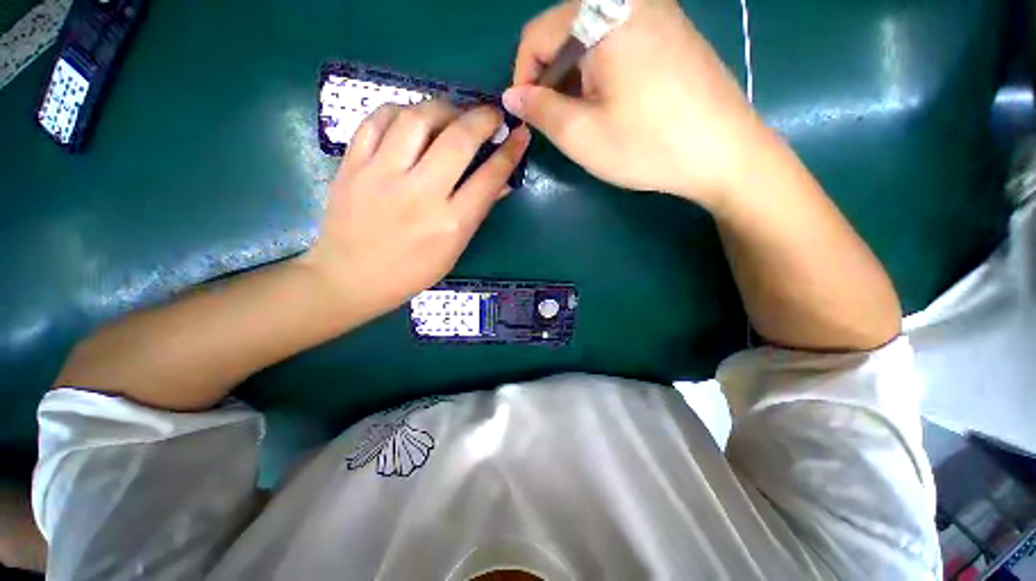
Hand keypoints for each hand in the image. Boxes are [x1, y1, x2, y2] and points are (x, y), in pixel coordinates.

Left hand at [306, 100, 530, 311]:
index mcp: (450, 224)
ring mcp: (382, 175)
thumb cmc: (411, 272)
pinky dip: (401, 110)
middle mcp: (420, 194)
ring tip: (452, 116)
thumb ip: (477, 212)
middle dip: (482, 118)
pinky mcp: (353, 165)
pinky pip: (378, 119)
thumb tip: (502, 183)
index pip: (489, 178)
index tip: (520, 134)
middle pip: (458, 139)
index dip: (510, 152)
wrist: (350, 277)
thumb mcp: (453, 249)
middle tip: (492, 115)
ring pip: (417, 118)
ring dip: (443, 108)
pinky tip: (412, 119)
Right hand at [504, 0, 765, 208]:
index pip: (537, 35)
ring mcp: (658, 11)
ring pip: (592, 41)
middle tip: (559, 122)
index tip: (528, 115)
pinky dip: (602, 73)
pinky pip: (619, 43)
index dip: (523, 78)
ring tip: (586, 118)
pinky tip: (613, 104)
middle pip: (565, 34)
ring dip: (577, 79)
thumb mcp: (581, 134)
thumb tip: (512, 95)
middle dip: (552, 81)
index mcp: (604, 14)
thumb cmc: (647, 145)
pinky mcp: (673, 30)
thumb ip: (539, 109)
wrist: (724, 153)